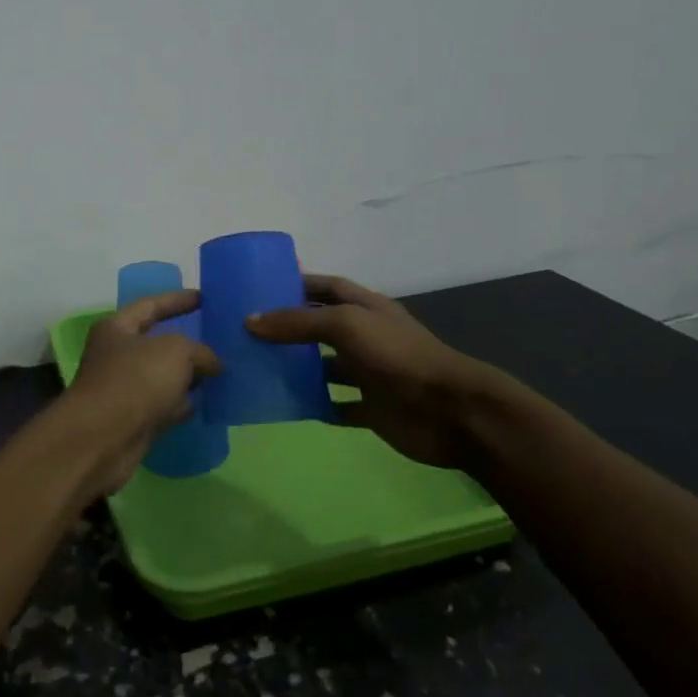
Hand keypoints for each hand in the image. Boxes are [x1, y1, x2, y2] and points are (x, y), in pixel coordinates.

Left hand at [59, 289, 221, 499]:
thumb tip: (213, 365)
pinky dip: (181, 404)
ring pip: (162, 377)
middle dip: (187, 343)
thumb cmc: (135, 381)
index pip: (151, 306)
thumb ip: (199, 351)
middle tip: (219, 339)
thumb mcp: (175, 352)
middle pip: (157, 343)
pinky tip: (204, 404)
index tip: (204, 297)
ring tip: (219, 373)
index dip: (178, 299)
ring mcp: (123, 389)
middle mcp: (115, 355)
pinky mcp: (131, 420)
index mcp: (117, 328)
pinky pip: (162, 405)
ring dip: (186, 377)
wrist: (103, 439)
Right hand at [249, 274, 504, 470]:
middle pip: (321, 326)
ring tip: (257, 369)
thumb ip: (298, 322)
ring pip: (326, 367)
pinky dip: (315, 405)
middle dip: (289, 328)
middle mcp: (366, 337)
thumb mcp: (346, 326)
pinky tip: (287, 406)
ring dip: (298, 368)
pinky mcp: (372, 409)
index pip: (326, 287)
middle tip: (247, 333)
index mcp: (365, 308)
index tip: (259, 289)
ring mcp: (370, 374)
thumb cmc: (398, 356)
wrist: (451, 412)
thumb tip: (250, 321)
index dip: (297, 284)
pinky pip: (336, 405)